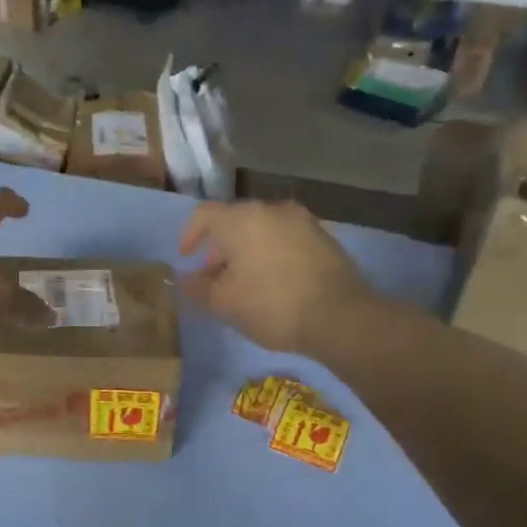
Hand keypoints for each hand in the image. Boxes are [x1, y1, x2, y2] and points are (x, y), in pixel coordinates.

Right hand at [179, 200, 376, 353]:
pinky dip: (272, 254)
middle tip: (215, 277)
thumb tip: (186, 279)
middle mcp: (272, 210)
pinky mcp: (325, 238)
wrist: (340, 316)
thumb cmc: (271, 305)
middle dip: (220, 247)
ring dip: (247, 251)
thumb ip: (198, 288)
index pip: (204, 214)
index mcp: (242, 219)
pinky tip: (274, 283)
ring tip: (245, 283)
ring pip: (263, 230)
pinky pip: (286, 240)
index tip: (187, 258)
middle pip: (236, 221)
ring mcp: (303, 221)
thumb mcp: (224, 304)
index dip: (190, 234)